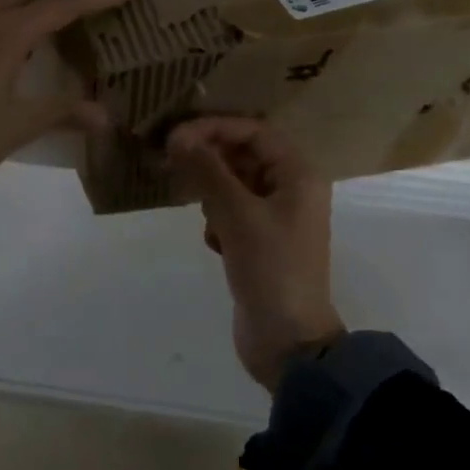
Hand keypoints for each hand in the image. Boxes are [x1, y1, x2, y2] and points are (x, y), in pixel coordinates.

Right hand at [167, 118, 343, 393]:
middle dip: (209, 159)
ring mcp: (277, 218)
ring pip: (235, 185)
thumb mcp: (236, 215)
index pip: (254, 131)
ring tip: (196, 209)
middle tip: (171, 164)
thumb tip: (178, 136)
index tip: (175, 137)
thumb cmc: (270, 269)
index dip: (214, 128)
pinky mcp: (261, 242)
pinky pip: (233, 213)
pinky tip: (213, 243)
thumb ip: (207, 171)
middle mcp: (292, 189)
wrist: (288, 342)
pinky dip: (218, 220)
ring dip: (211, 192)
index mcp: (299, 175)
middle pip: (244, 155)